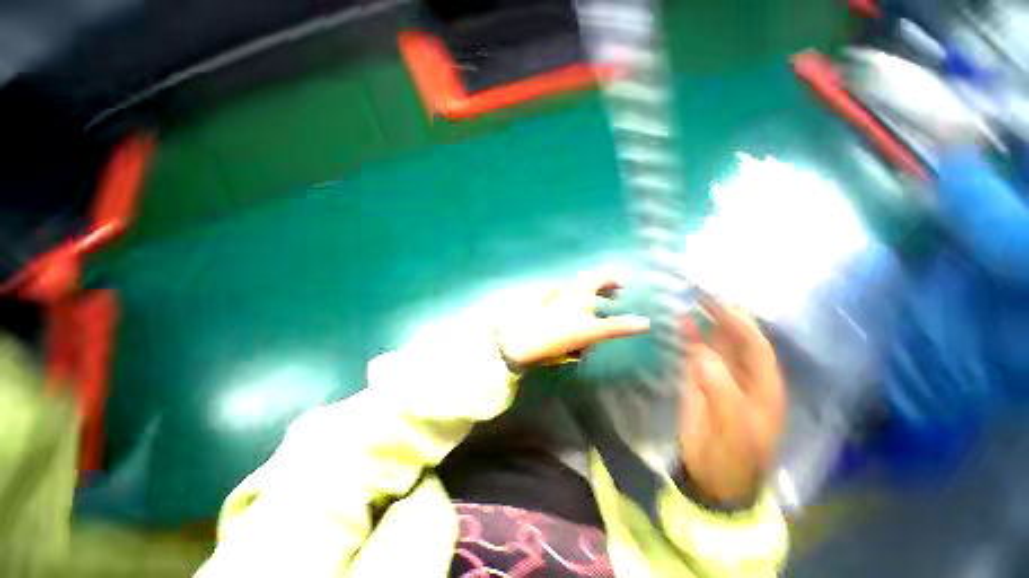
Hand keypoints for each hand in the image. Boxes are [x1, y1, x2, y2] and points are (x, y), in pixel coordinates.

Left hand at [494, 272, 651, 369]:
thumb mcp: (592, 331)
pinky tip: (576, 318)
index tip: (624, 285)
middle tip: (616, 295)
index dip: (613, 279)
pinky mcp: (544, 310)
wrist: (522, 342)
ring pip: (577, 293)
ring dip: (590, 297)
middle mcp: (566, 291)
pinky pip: (565, 303)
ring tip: (599, 307)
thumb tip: (646, 322)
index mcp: (579, 291)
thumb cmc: (559, 334)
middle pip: (588, 284)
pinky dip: (576, 306)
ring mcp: (554, 300)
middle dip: (603, 288)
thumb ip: (619, 326)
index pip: (600, 278)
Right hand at [679, 297, 785, 506]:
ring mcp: (720, 377)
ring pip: (715, 343)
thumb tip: (700, 353)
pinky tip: (681, 324)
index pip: (756, 345)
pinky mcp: (699, 381)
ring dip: (705, 322)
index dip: (739, 322)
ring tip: (691, 300)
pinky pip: (695, 353)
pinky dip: (689, 338)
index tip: (717, 302)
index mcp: (764, 385)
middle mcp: (745, 375)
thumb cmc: (733, 456)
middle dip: (725, 314)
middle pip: (738, 339)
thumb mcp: (733, 426)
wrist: (714, 478)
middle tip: (704, 292)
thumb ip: (720, 387)